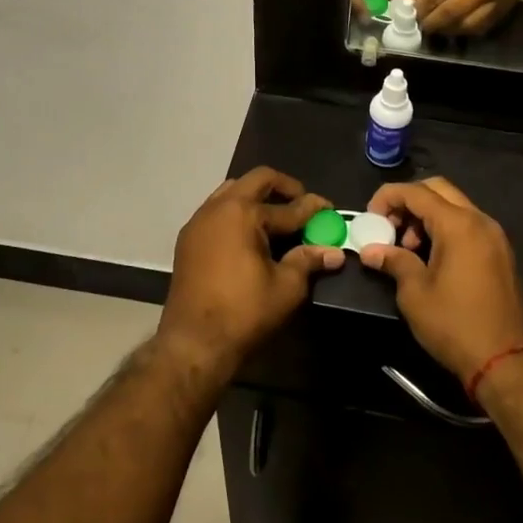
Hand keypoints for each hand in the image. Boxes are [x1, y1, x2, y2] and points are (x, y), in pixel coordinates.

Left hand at [160, 168, 342, 375]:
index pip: (288, 207)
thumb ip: (308, 261)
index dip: (313, 208)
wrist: (192, 343)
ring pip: (233, 191)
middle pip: (257, 180)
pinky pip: (217, 210)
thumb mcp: (286, 287)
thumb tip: (335, 252)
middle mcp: (219, 207)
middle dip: (283, 188)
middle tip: (301, 204)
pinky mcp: (188, 238)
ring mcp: (199, 221)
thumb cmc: (244, 313)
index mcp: (244, 214)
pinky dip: (237, 212)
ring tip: (275, 218)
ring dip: (257, 197)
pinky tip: (249, 234)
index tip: (330, 209)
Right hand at [357, 177, 522, 384]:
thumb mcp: (415, 293)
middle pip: (438, 190)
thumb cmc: (455, 324)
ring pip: (455, 207)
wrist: (506, 361)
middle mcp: (480, 220)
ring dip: (427, 217)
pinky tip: (431, 259)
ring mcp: (494, 236)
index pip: (416, 192)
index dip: (388, 197)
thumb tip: (371, 250)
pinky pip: (468, 225)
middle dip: (409, 202)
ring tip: (408, 249)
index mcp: (458, 224)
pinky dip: (446, 229)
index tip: (370, 216)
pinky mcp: (500, 253)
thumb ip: (394, 261)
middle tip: (389, 227)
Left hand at [414, 0, 522, 35]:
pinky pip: (481, 28)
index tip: (412, 13)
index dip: (424, 6)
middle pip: (454, 12)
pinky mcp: (506, 10)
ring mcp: (499, 0)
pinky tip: (452, 26)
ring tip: (435, 26)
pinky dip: (463, 30)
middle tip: (420, 24)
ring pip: (468, 25)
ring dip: (447, 29)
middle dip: (433, 22)